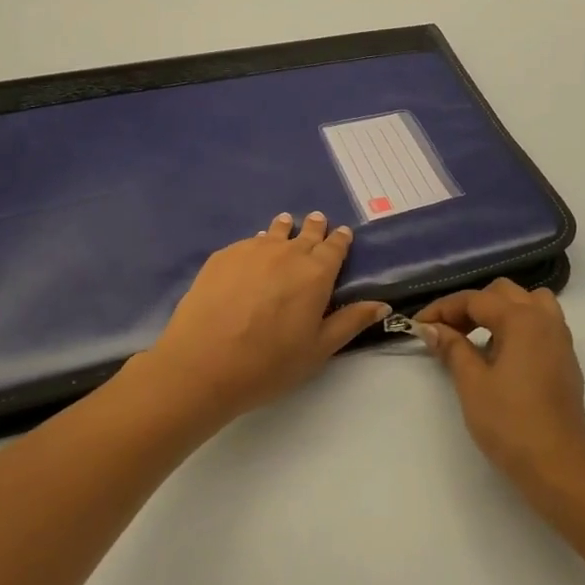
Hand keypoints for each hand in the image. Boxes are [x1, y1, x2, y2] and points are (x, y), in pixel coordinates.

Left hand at [141, 212, 388, 420]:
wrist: (203, 364)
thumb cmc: (269, 363)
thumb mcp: (318, 349)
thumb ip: (350, 322)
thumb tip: (382, 305)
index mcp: (316, 273)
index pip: (334, 247)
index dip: (340, 239)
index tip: (343, 233)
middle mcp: (287, 253)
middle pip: (306, 233)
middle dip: (315, 227)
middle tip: (317, 221)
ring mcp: (252, 251)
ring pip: (275, 232)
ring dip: (285, 228)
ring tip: (286, 224)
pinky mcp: (222, 256)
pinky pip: (247, 243)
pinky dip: (257, 244)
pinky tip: (252, 252)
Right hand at [413, 279, 584, 506]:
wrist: (558, 466)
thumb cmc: (510, 423)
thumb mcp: (472, 383)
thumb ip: (452, 348)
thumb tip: (431, 328)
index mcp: (522, 319)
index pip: (476, 300)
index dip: (443, 309)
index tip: (419, 325)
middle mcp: (545, 319)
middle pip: (504, 293)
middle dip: (471, 306)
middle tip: (446, 331)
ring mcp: (561, 339)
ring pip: (528, 303)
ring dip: (500, 311)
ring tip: (477, 337)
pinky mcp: (566, 360)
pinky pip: (541, 324)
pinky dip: (518, 326)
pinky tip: (501, 355)